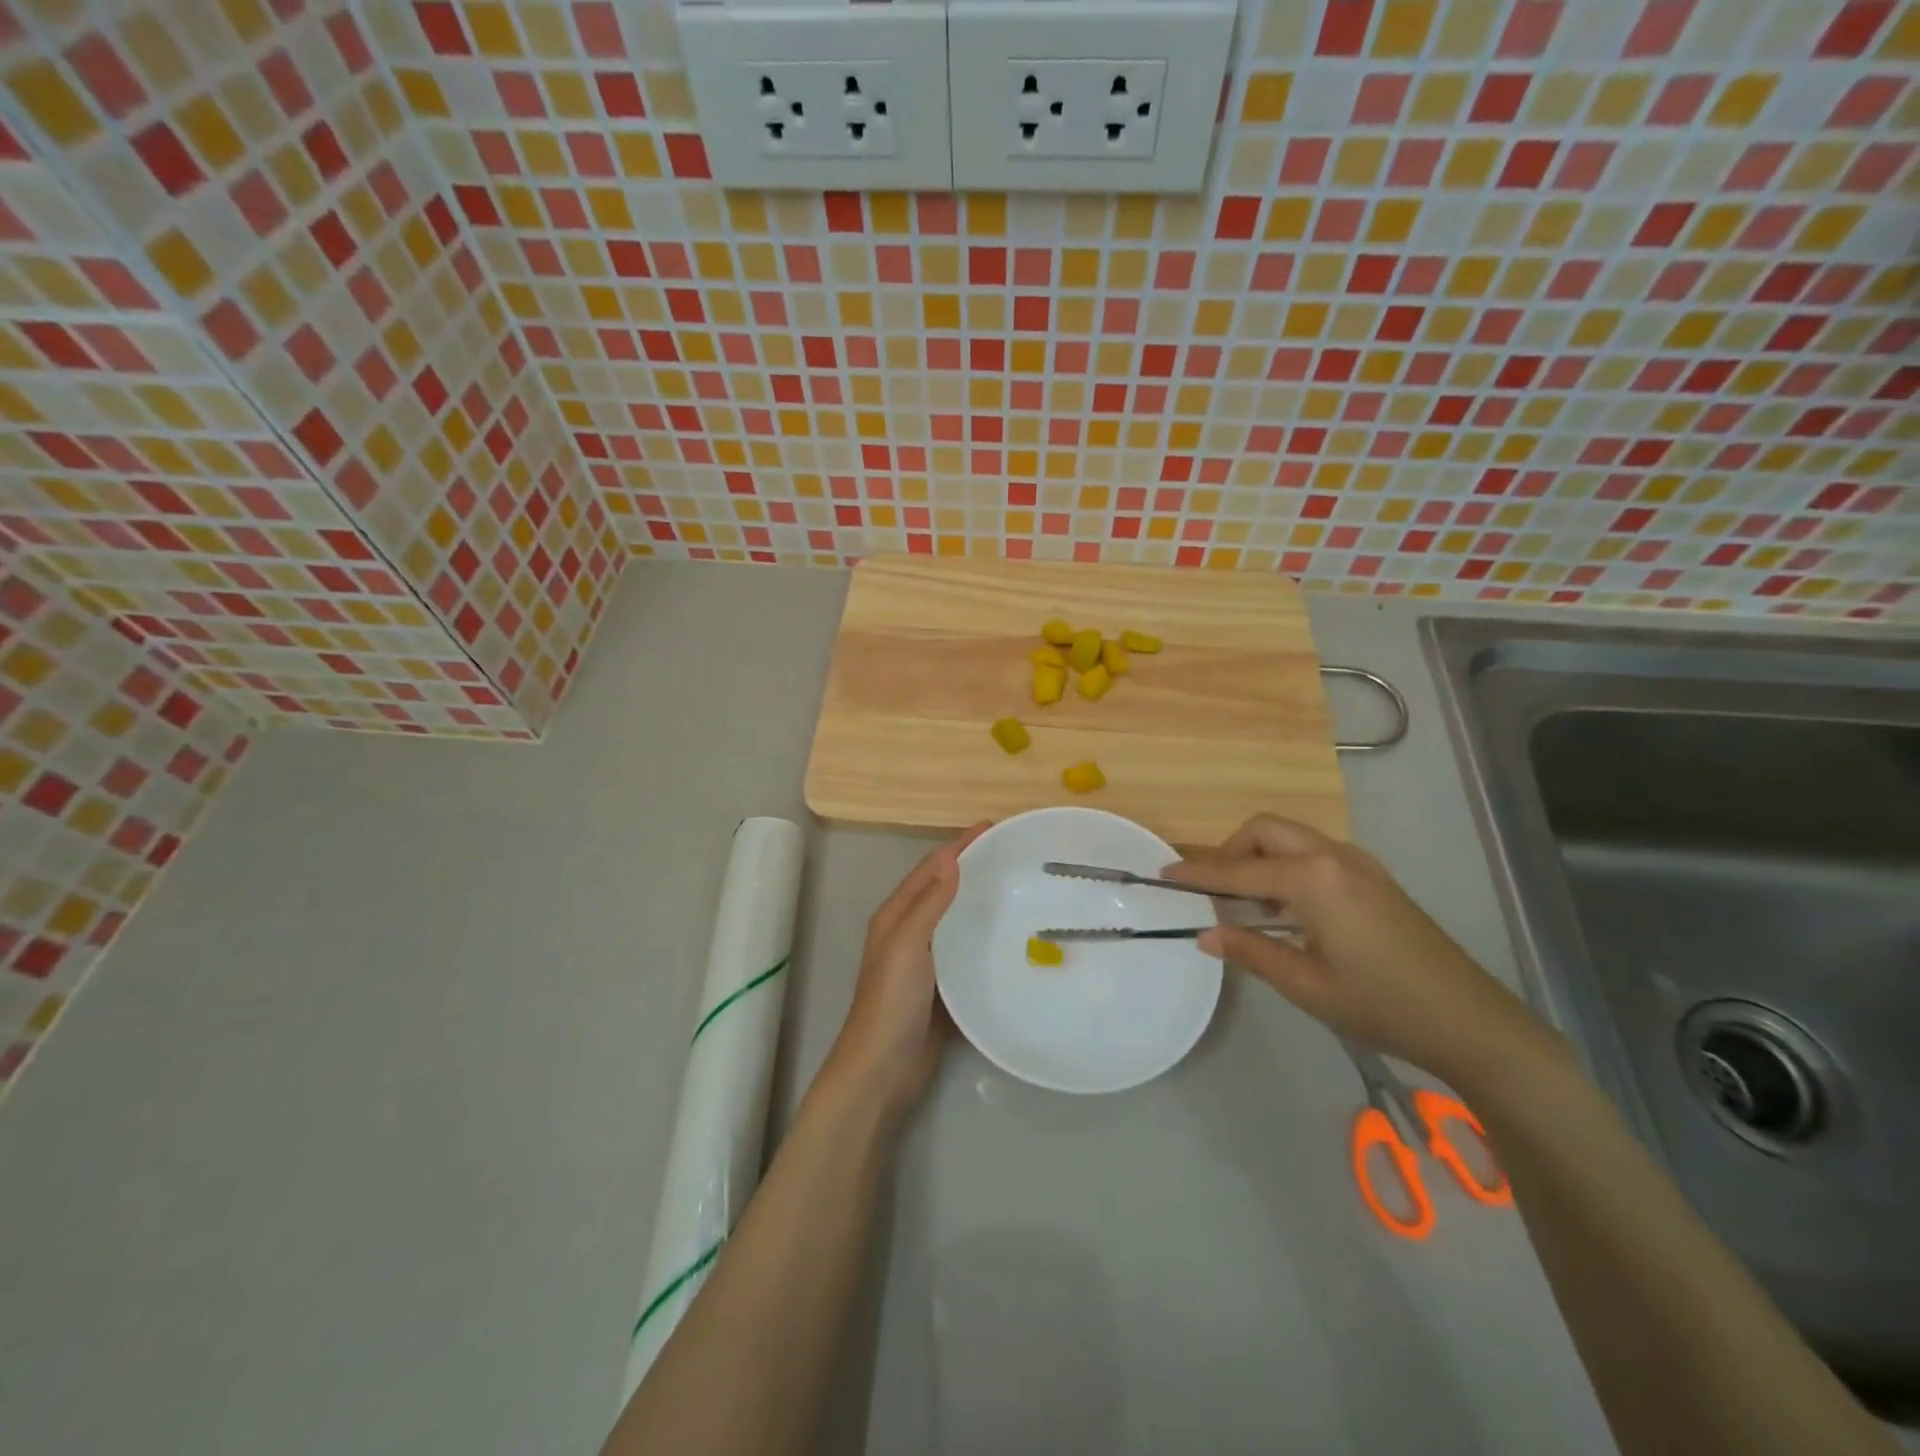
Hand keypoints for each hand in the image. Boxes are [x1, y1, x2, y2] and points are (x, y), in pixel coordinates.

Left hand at [825, 823, 989, 1114]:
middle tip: (1012, 853)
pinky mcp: (942, 986)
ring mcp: (926, 960)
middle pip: (943, 888)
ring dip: (979, 899)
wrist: (882, 1069)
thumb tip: (951, 857)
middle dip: (972, 866)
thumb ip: (928, 903)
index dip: (958, 846)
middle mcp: (909, 931)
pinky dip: (984, 936)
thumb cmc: (890, 1003)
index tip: (993, 827)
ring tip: (1018, 887)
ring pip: (956, 918)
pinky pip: (966, 950)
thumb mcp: (907, 946)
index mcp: (896, 916)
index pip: (931, 868)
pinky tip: (1010, 937)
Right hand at [1166, 814, 1547, 1082]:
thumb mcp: (1306, 984)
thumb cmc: (1382, 1005)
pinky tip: (1286, 907)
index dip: (1198, 874)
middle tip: (1213, 889)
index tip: (1164, 874)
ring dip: (1260, 856)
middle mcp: (1334, 857)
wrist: (1471, 1021)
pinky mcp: (1374, 877)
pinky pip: (1315, 853)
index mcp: (1314, 880)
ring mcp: (1359, 864)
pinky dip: (1287, 864)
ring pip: (1292, 837)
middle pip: (1266, 830)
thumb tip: (1204, 935)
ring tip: (1246, 901)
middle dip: (1232, 850)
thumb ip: (1251, 951)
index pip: (1239, 870)